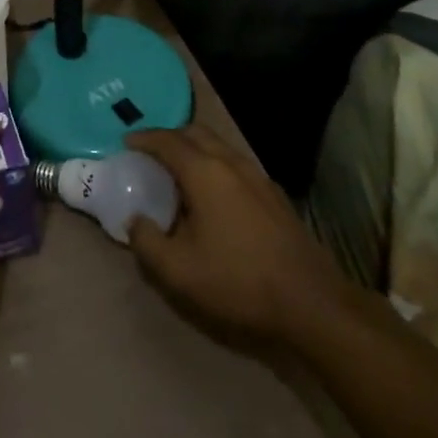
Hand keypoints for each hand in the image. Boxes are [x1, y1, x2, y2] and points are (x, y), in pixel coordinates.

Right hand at [125, 125, 360, 347]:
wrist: (312, 304)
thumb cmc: (238, 281)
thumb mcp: (178, 270)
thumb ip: (146, 241)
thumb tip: (134, 220)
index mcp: (204, 172)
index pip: (167, 140)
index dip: (143, 138)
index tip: (126, 143)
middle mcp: (231, 163)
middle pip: (195, 133)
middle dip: (169, 137)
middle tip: (150, 153)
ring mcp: (258, 177)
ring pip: (219, 147)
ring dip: (195, 150)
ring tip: (178, 172)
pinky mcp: (275, 196)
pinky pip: (236, 165)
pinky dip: (215, 166)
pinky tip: (213, 195)